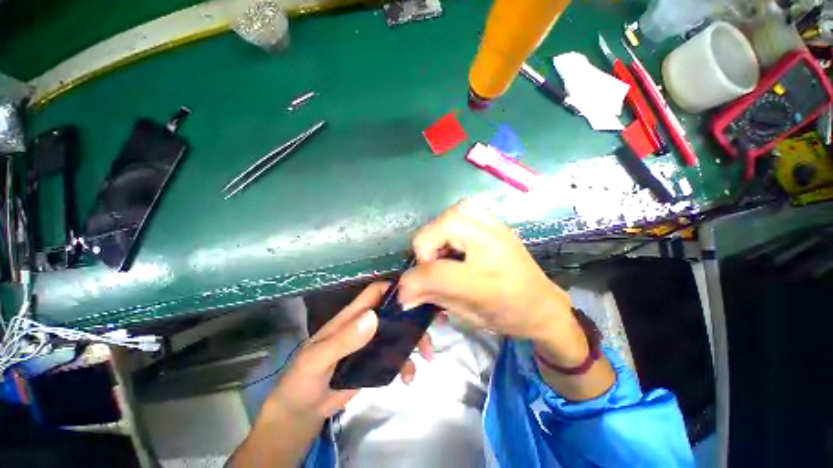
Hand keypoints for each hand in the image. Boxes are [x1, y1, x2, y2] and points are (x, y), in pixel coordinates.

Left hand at [265, 282, 433, 422]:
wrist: (301, 412)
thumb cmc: (303, 380)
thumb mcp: (318, 360)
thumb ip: (343, 339)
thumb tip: (373, 317)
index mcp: (352, 316)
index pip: (376, 292)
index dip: (396, 287)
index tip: (418, 294)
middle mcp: (366, 324)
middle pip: (395, 311)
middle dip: (415, 317)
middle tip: (433, 327)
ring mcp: (373, 343)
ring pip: (400, 332)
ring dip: (416, 340)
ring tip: (427, 357)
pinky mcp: (376, 362)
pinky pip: (397, 356)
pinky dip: (407, 363)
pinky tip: (409, 378)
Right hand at [398, 200, 573, 343]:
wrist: (542, 304)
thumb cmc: (507, 312)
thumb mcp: (467, 313)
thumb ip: (432, 296)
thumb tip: (403, 293)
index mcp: (485, 275)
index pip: (432, 270)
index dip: (413, 283)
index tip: (408, 295)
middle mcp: (489, 241)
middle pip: (434, 231)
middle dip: (426, 253)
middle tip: (435, 271)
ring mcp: (493, 224)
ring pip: (447, 216)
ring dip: (438, 237)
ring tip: (447, 257)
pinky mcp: (494, 220)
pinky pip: (461, 211)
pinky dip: (451, 226)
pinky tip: (458, 243)